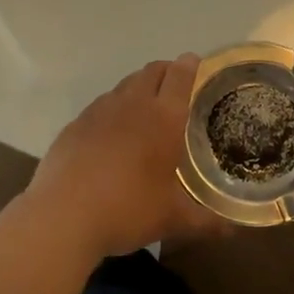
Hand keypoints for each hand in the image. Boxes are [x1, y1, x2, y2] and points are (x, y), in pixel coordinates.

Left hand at [25, 55, 229, 258]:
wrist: (62, 216)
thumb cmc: (127, 210)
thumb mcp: (172, 220)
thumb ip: (205, 221)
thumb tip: (232, 230)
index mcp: (163, 117)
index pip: (179, 75)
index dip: (189, 65)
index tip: (195, 63)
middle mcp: (132, 104)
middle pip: (151, 72)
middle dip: (166, 72)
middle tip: (176, 87)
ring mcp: (99, 111)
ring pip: (124, 86)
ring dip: (138, 88)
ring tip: (145, 111)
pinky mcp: (75, 124)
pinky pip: (101, 106)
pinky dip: (113, 110)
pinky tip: (111, 135)